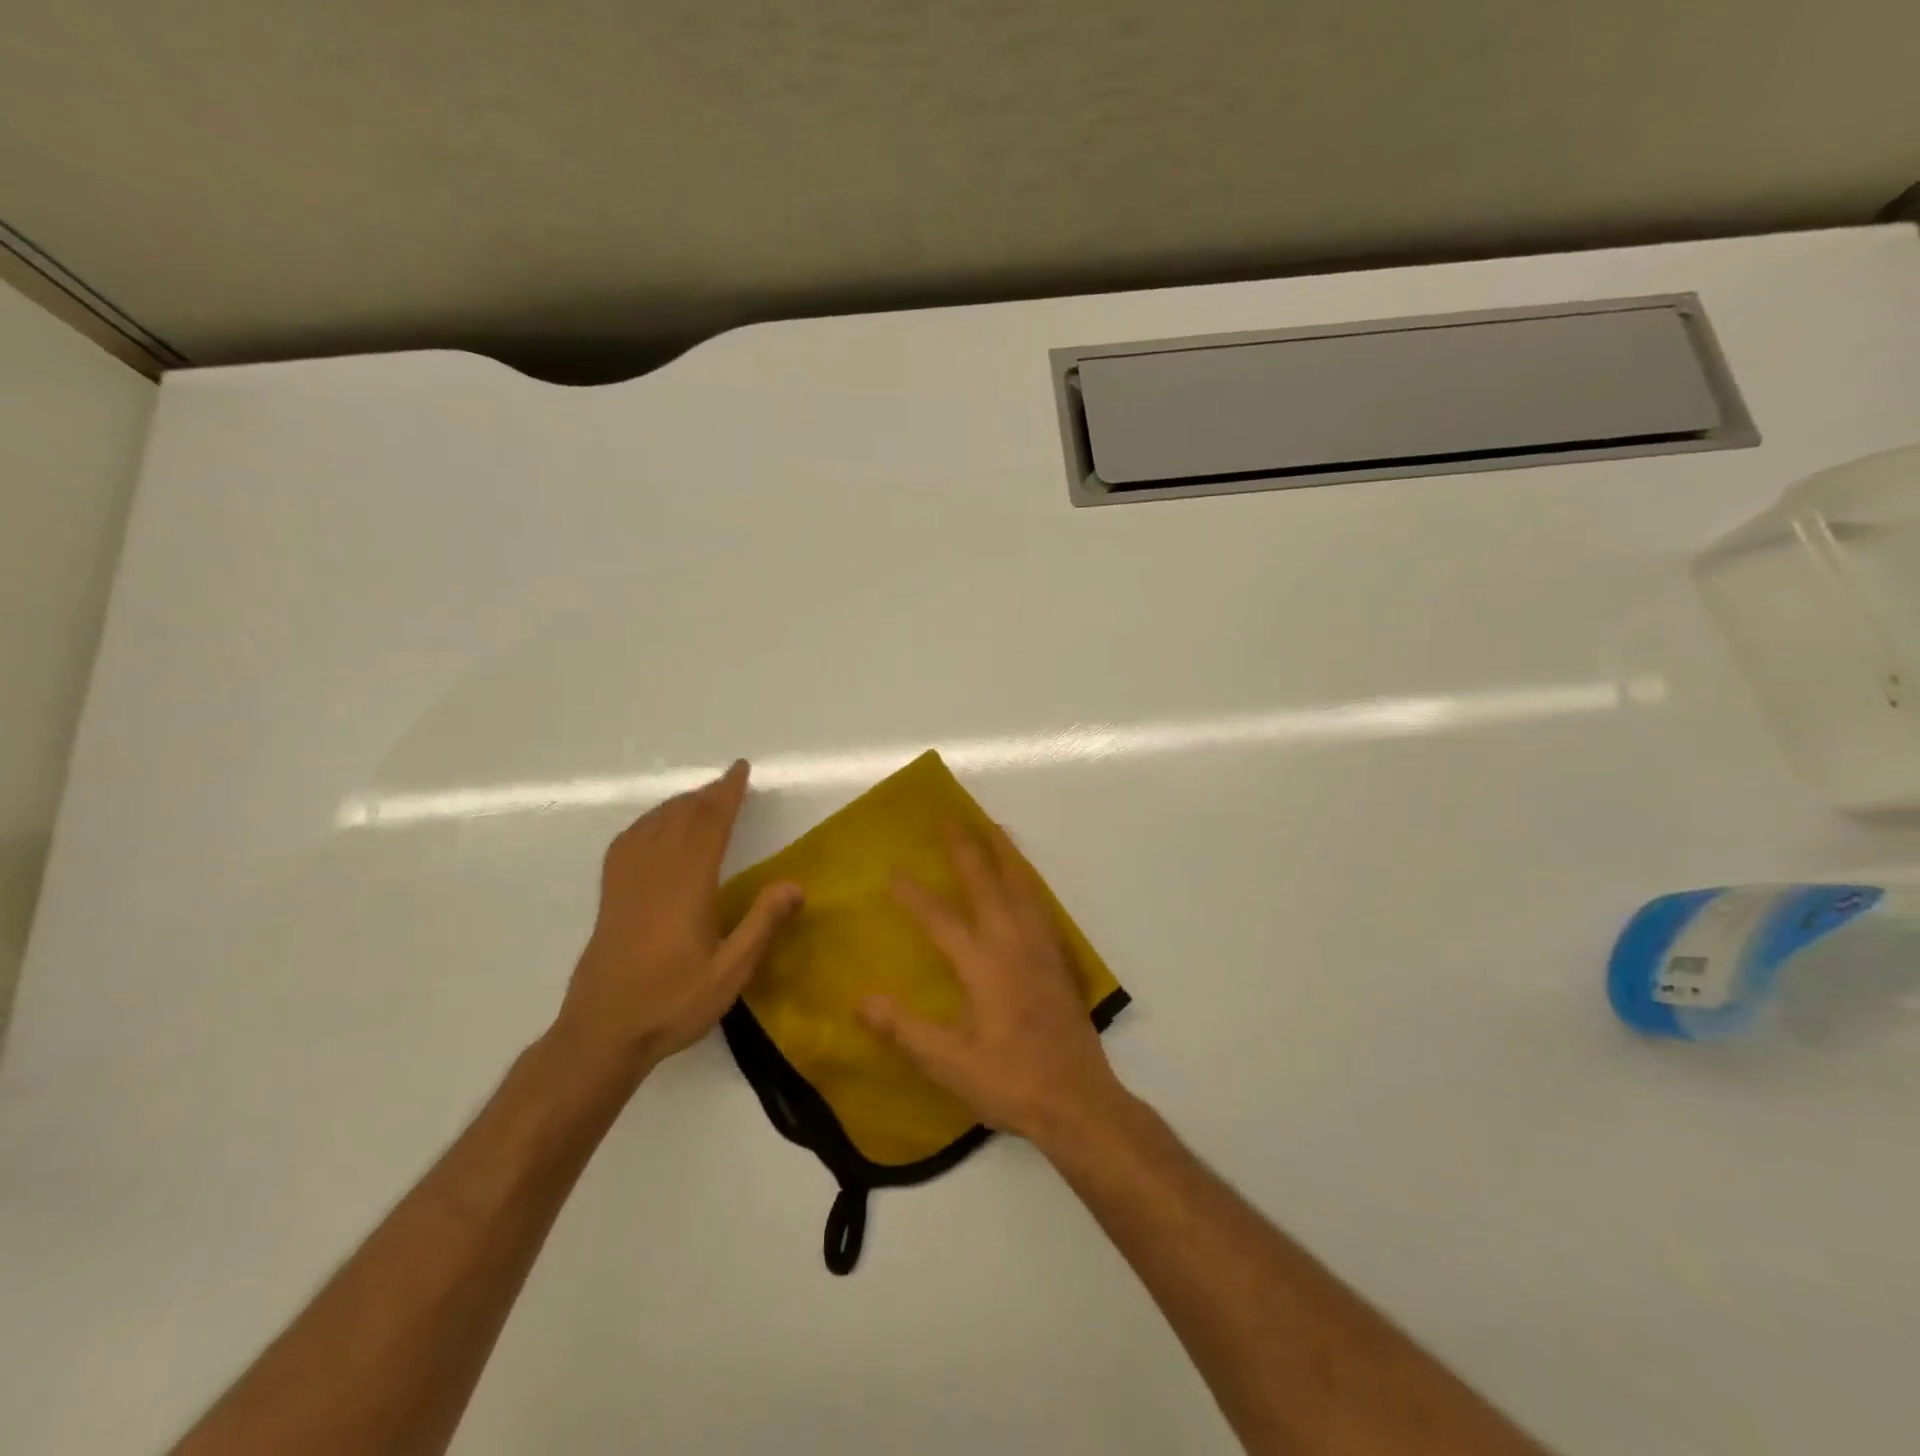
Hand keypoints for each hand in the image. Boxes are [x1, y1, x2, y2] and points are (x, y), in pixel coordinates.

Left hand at [553, 760, 802, 1079]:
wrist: (602, 1034)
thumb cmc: (672, 1003)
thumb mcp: (730, 973)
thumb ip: (762, 925)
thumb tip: (795, 884)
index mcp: (688, 886)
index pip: (710, 825)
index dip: (727, 794)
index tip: (740, 770)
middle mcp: (655, 874)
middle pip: (681, 818)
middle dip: (706, 795)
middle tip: (727, 782)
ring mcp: (626, 884)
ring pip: (653, 826)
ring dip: (678, 805)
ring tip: (698, 798)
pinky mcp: (609, 898)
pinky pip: (626, 844)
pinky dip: (646, 824)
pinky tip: (652, 828)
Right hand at [861, 826, 1128, 1147]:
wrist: (1078, 1102)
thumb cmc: (1009, 1082)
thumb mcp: (948, 1063)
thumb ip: (903, 1029)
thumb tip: (861, 1000)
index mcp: (982, 965)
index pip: (940, 919)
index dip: (914, 894)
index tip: (892, 870)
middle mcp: (1013, 945)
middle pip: (987, 883)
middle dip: (966, 848)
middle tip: (950, 817)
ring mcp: (1042, 949)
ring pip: (1023, 886)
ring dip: (1005, 853)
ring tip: (994, 827)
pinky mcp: (1060, 961)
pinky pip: (1042, 905)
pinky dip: (1029, 882)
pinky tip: (1026, 882)